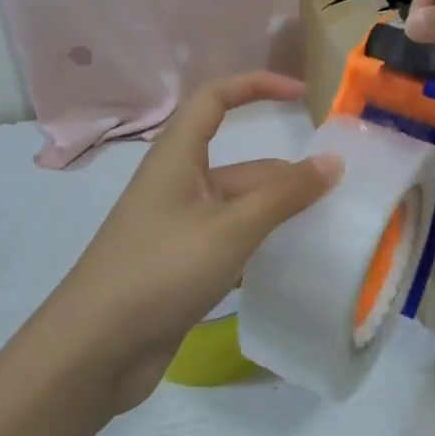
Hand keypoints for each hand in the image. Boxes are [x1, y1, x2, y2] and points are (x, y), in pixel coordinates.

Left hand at [45, 73, 340, 412]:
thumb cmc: (160, 270)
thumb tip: (332, 162)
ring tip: (328, 228)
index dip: (257, 86)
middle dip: (287, 175)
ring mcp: (179, 228)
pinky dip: (261, 246)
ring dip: (279, 214)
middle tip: (340, 194)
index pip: (216, 98)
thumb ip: (283, 195)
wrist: (94, 350)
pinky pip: (231, 242)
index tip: (302, 95)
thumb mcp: (230, 228)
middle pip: (242, 165)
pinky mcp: (182, 266)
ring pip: (240, 207)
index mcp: (177, 158)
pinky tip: (293, 263)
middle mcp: (178, 185)